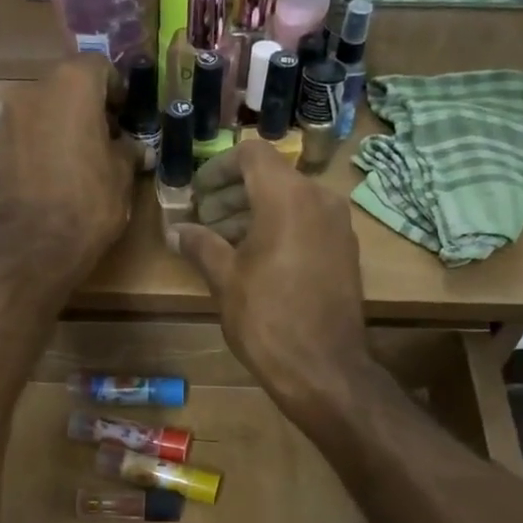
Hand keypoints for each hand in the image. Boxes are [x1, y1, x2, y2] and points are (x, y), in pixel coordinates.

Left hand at [0, 55, 134, 288]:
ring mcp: (6, 118)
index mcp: (72, 85)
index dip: (116, 90)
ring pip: (41, 110)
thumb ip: (128, 151)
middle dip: (85, 107)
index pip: (99, 67)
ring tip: (75, 161)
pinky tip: (49, 177)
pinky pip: (22, 136)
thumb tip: (137, 149)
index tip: (124, 118)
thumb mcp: (122, 175)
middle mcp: (33, 90)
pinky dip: (37, 146)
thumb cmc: (89, 202)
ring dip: (59, 126)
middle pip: (66, 86)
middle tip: (103, 139)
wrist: (33, 245)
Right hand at [172, 142, 371, 419]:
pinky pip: (307, 223)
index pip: (252, 154)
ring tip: (222, 242)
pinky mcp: (345, 251)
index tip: (197, 193)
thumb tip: (177, 231)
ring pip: (290, 201)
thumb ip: (200, 245)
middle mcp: (320, 200)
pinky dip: (279, 229)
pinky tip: (254, 259)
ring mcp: (338, 226)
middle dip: (232, 194)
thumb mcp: (225, 278)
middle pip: (271, 177)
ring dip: (254, 213)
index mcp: (288, 196)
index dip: (219, 167)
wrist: (323, 368)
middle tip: (203, 220)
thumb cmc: (267, 318)